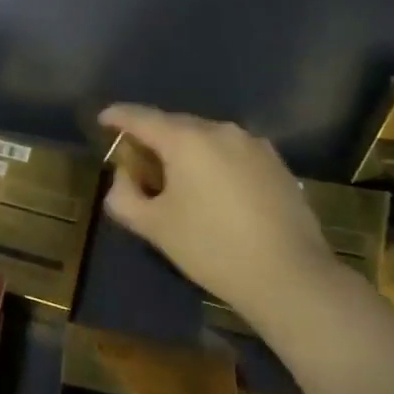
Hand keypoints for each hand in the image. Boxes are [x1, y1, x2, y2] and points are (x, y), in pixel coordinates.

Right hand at [97, 104, 334, 317]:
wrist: (291, 277)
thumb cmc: (212, 248)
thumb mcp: (154, 227)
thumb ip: (124, 196)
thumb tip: (123, 177)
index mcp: (186, 139)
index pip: (141, 117)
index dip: (118, 116)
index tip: (103, 120)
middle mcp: (220, 130)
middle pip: (175, 125)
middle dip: (154, 138)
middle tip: (139, 162)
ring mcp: (254, 145)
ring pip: (207, 139)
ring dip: (186, 151)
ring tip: (179, 180)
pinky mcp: (277, 164)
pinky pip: (233, 153)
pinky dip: (215, 163)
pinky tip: (216, 192)